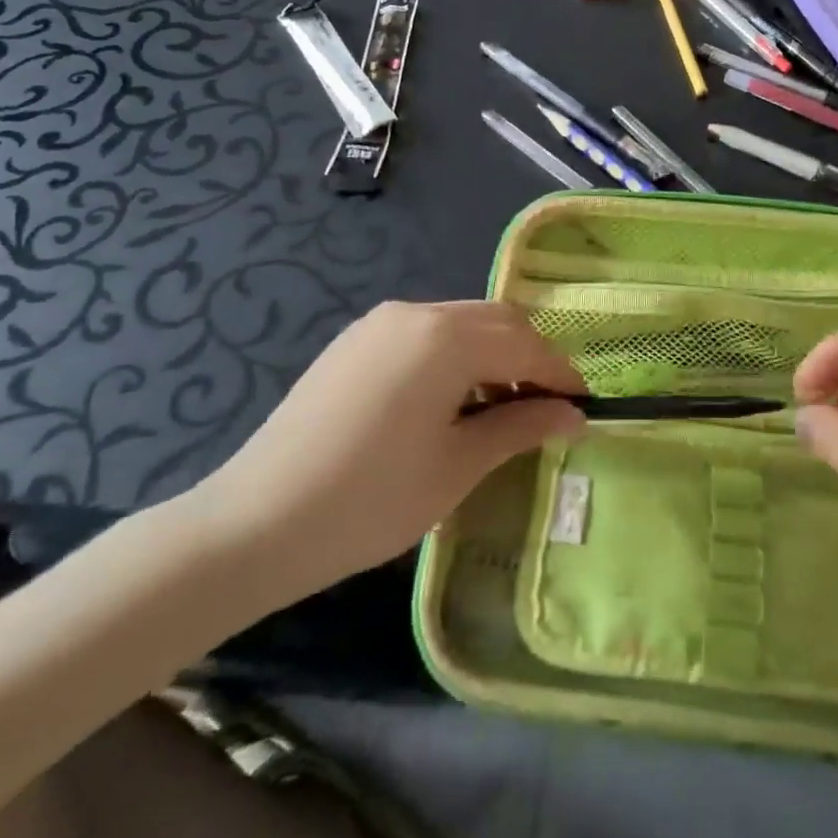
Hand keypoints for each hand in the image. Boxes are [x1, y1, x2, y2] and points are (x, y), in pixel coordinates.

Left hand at [186, 301, 585, 613]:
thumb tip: (576, 416)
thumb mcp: (459, 466)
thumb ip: (523, 427)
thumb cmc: (371, 500)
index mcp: (446, 337)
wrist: (253, 525)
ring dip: (494, 356)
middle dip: (531, 360)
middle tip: (545, 411)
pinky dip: (456, 356)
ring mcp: (380, 323)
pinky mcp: (356, 341)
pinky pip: (426, 334)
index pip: (527, 347)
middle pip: (498, 322)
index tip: (584, 411)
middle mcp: (416, 312)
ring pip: (463, 323)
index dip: (562, 377)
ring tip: (500, 411)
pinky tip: (451, 403)